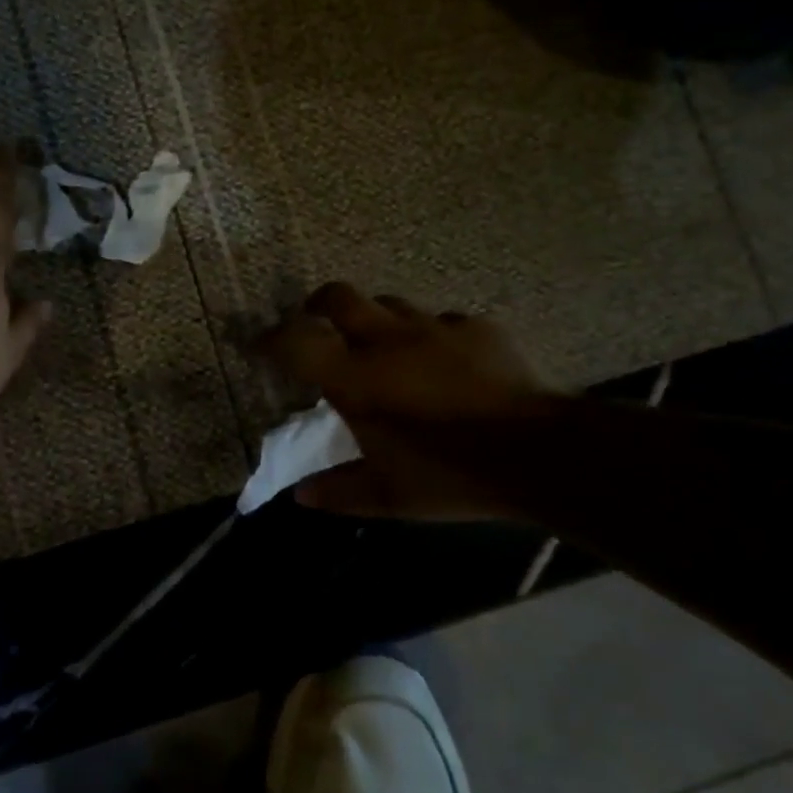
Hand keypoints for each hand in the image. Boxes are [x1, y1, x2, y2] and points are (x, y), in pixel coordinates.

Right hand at [259, 282, 556, 519]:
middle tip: (315, 323)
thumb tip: (300, 497)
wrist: (535, 452)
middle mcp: (386, 340)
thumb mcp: (388, 496)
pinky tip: (444, 360)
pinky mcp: (476, 328)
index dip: (269, 339)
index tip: (256, 344)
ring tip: (381, 344)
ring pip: (390, 303)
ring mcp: (434, 328)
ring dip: (375, 318)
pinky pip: (441, 322)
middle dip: (318, 304)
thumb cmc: (449, 474)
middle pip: (338, 296)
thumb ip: (339, 492)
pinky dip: (430, 337)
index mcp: (355, 377)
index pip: (295, 342)